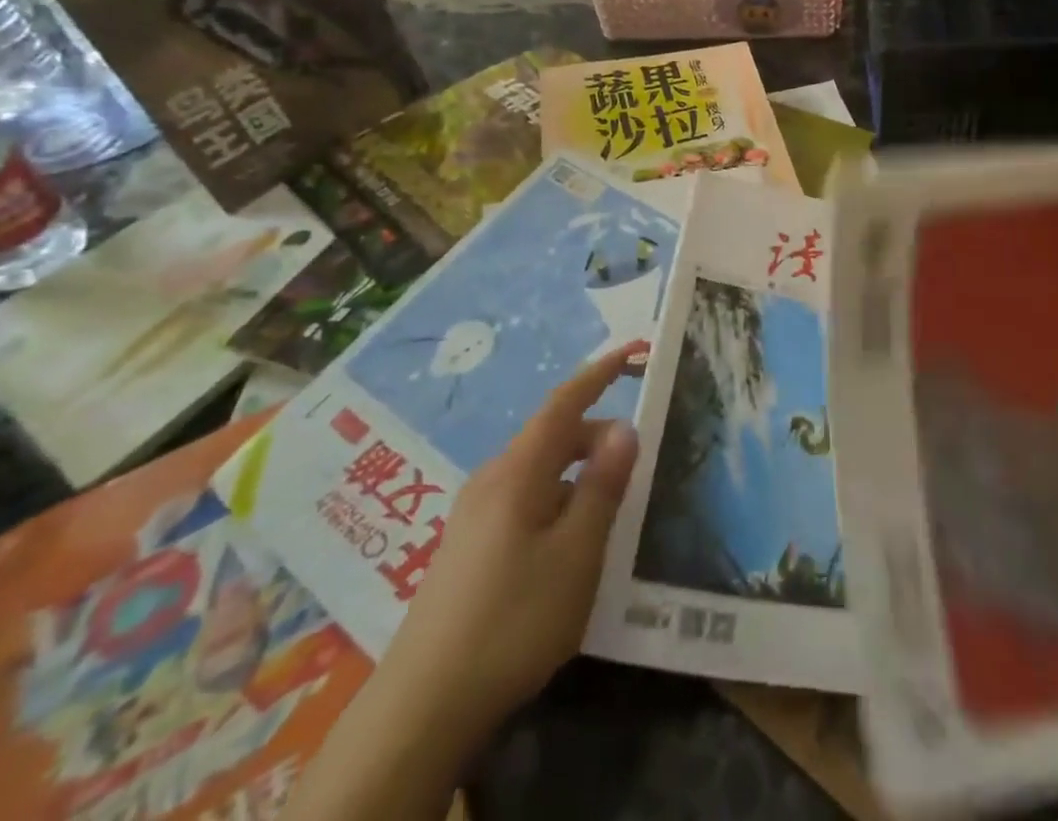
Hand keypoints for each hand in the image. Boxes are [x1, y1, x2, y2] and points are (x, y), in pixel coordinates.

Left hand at [282, 349, 640, 820]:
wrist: (422, 707)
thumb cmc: (512, 619)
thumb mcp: (576, 553)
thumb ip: (602, 486)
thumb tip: (624, 428)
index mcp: (518, 471)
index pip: (564, 403)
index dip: (600, 373)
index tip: (633, 350)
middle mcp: (492, 479)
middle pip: (552, 437)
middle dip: (597, 437)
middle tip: (636, 467)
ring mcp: (474, 514)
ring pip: (539, 472)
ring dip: (578, 475)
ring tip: (609, 513)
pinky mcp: (468, 546)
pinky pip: (524, 500)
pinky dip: (557, 501)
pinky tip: (569, 547)